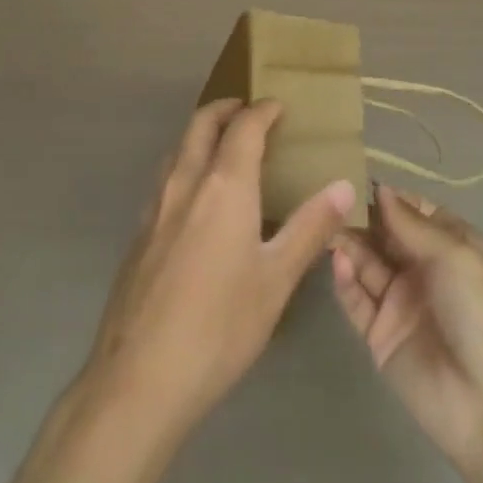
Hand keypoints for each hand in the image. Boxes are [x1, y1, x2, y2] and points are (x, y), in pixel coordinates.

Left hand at [82, 98, 356, 440]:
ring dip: (201, 134)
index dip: (262, 110)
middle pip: (201, 124)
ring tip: (225, 148)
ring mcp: (155, 206)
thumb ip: (310, 228)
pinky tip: (198, 199)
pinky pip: (166, 178)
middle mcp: (186, 182)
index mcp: (224, 185)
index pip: (244, 127)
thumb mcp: (276, 280)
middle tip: (248, 110)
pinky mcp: (139, 232)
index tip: (278, 105)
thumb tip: (344, 187)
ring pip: (178, 148)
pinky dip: (186, 165)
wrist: (140, 376)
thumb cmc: (220, 326)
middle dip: (225, 108)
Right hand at [330, 185, 482, 473]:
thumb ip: (411, 223)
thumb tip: (381, 188)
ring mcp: (400, 302)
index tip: (354, 176)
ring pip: (366, 262)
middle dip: (360, 216)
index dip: (387, 196)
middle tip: (328, 198)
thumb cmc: (482, 314)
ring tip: (325, 225)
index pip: (412, 211)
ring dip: (348, 243)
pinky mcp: (380, 334)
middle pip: (383, 234)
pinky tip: (338, 261)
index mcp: (450, 246)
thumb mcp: (455, 256)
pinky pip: (357, 299)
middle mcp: (423, 269)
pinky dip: (345, 279)